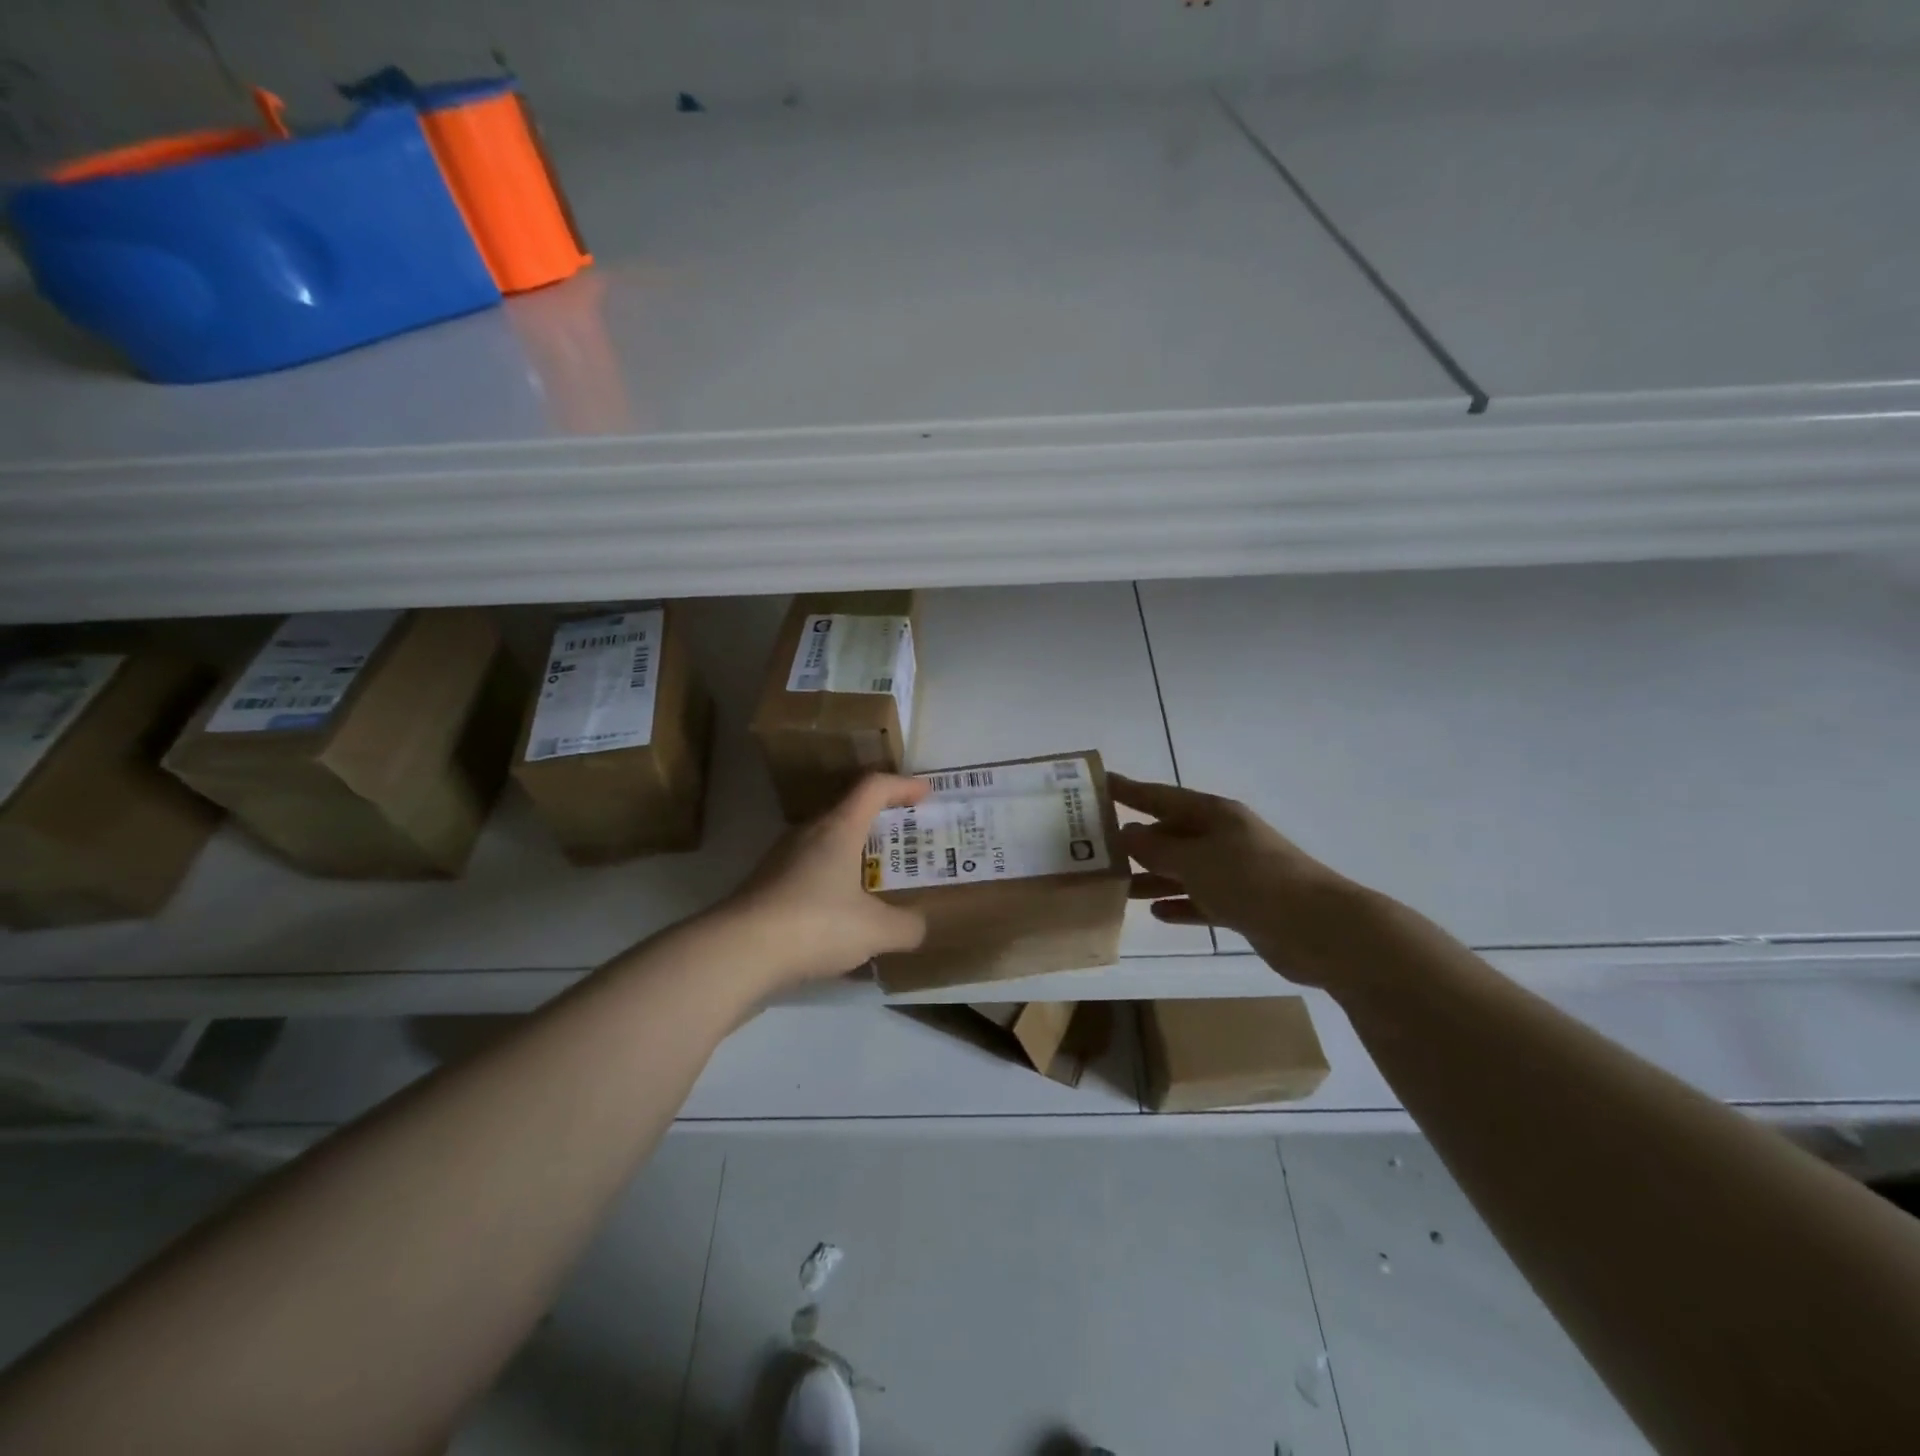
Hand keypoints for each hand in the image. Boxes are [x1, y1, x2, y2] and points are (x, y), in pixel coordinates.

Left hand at [720, 774, 930, 988]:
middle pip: (849, 811)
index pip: (874, 787)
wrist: (737, 952)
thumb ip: (907, 926)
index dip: (903, 785)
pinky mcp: (766, 886)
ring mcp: (782, 859)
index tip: (926, 793)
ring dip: (855, 853)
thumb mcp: (875, 930)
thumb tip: (919, 926)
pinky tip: (843, 914)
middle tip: (907, 840)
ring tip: (879, 879)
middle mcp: (809, 833)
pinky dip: (834, 880)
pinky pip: (810, 871)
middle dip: (882, 822)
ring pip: (827, 843)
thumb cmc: (815, 924)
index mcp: (839, 828)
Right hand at [1112, 774, 1360, 987]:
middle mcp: (1223, 838)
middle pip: (1171, 834)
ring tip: (1117, 887)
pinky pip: (1201, 901)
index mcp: (1214, 815)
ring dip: (1153, 877)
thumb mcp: (1195, 860)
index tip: (1099, 783)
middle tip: (1097, 849)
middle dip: (1137, 841)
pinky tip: (1157, 913)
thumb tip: (1126, 834)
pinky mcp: (1243, 906)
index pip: (1161, 797)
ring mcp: (1235, 872)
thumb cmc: (1251, 880)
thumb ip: (1157, 849)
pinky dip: (1180, 905)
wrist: (1317, 928)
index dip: (1129, 790)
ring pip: (1183, 870)